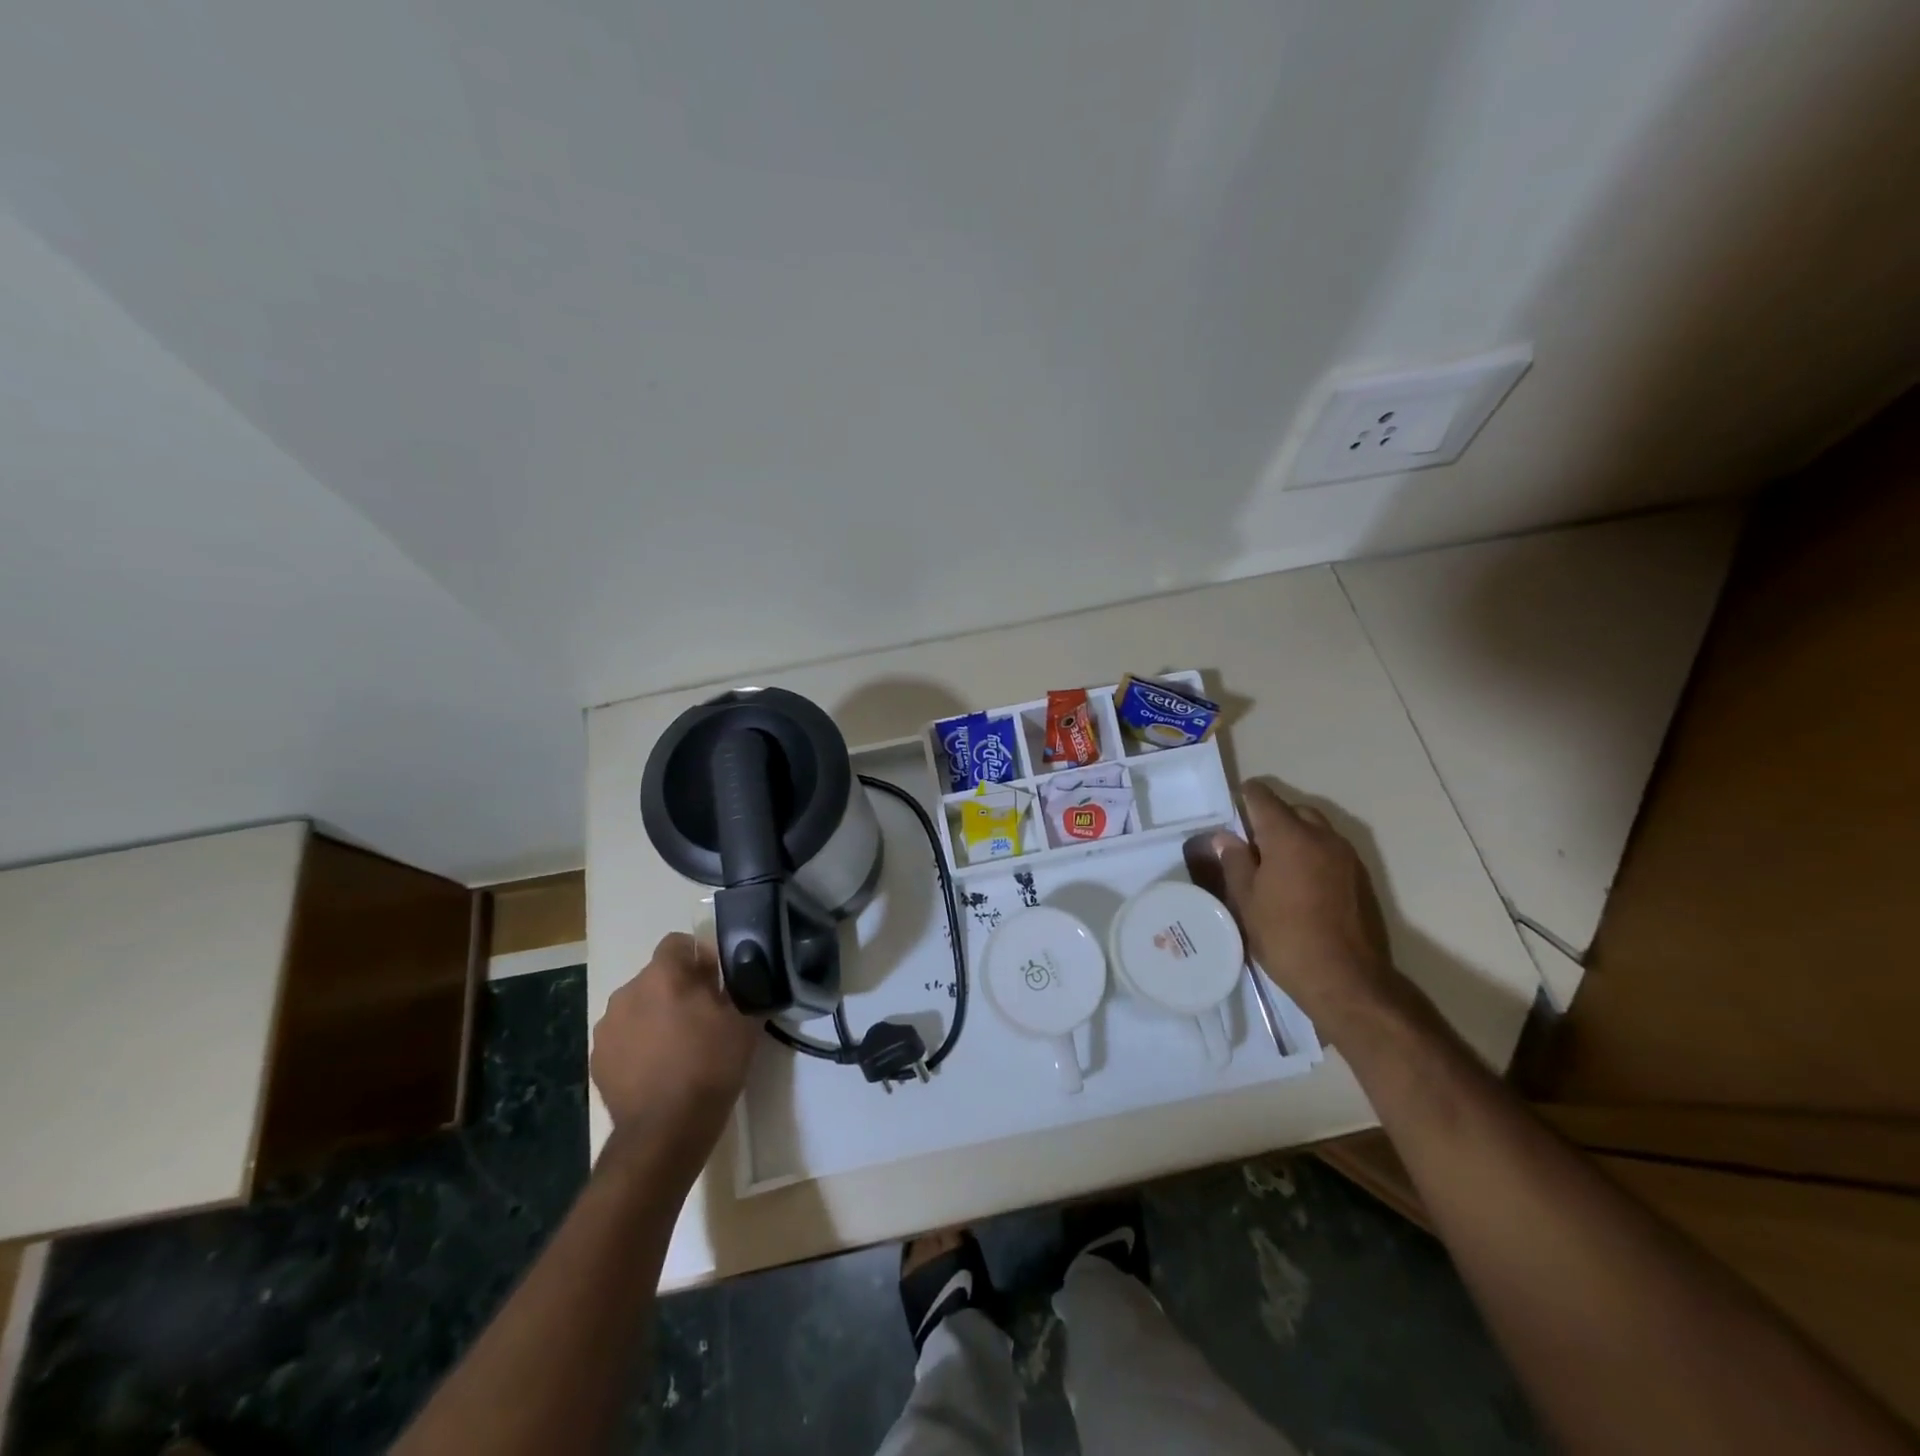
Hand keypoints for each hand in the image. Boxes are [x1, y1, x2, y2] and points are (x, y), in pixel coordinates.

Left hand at [590, 933, 761, 1155]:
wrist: (665, 1131)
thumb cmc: (710, 1067)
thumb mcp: (742, 1021)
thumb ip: (736, 988)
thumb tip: (728, 978)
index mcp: (663, 976)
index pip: (678, 942)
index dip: (699, 957)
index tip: (715, 982)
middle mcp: (628, 992)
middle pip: (657, 976)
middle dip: (678, 989)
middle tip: (702, 1017)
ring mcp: (607, 1027)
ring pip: (638, 1006)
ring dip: (656, 1016)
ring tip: (678, 1047)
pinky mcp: (597, 1058)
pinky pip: (624, 1036)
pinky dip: (639, 1044)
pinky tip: (658, 1069)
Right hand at [1212, 782, 1400, 1024]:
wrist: (1347, 980)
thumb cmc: (1286, 937)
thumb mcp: (1246, 901)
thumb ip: (1235, 862)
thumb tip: (1226, 837)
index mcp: (1289, 836)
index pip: (1263, 797)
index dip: (1244, 797)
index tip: (1230, 810)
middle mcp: (1323, 837)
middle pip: (1294, 810)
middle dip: (1271, 818)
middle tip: (1250, 844)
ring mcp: (1348, 857)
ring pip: (1316, 830)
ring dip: (1295, 836)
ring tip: (1275, 866)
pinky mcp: (1362, 878)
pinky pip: (1331, 851)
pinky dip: (1313, 855)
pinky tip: (1300, 885)